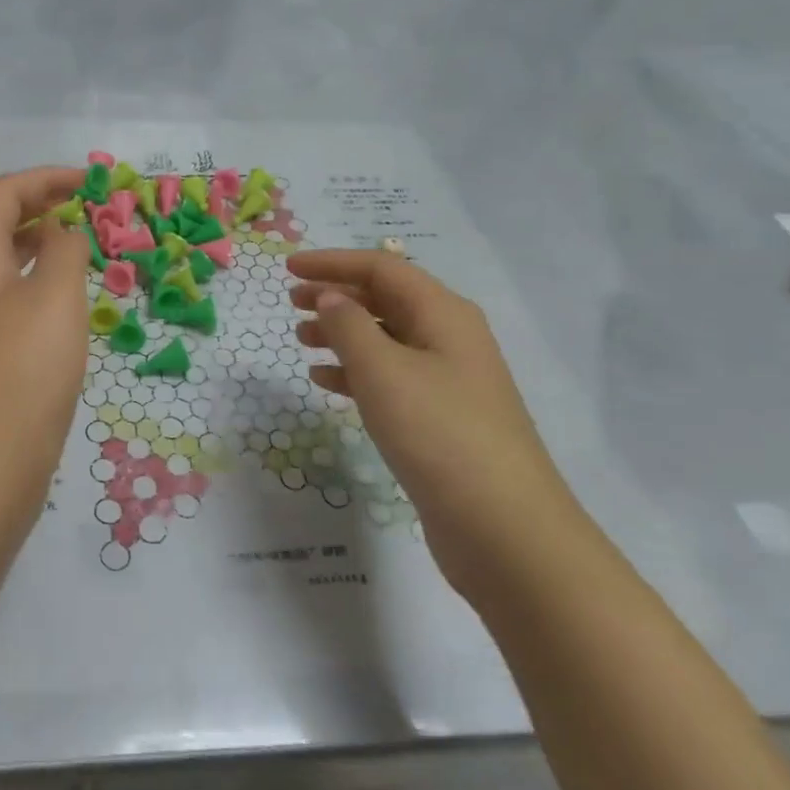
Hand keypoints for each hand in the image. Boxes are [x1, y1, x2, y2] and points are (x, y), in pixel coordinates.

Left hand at [0, 167, 91, 507]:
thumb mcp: (55, 298)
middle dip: (42, 208)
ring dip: (42, 248)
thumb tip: (65, 232)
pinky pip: (11, 303)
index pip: (1, 194)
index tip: (91, 183)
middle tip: (90, 211)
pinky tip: (69, 305)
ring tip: (84, 250)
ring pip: (4, 267)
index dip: (45, 179)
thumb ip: (66, 251)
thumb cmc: (22, 371)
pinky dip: (40, 287)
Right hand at [287, 250, 577, 592]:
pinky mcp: (441, 417)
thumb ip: (349, 325)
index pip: (382, 269)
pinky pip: (391, 377)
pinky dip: (356, 372)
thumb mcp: (383, 370)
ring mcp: (448, 379)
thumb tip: (331, 296)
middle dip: (337, 295)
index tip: (288, 267)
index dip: (333, 262)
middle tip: (291, 302)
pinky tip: (325, 382)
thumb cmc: (437, 433)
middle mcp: (449, 337)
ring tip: (301, 340)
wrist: (502, 526)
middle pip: (386, 300)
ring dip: (342, 333)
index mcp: (443, 313)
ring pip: (386, 339)